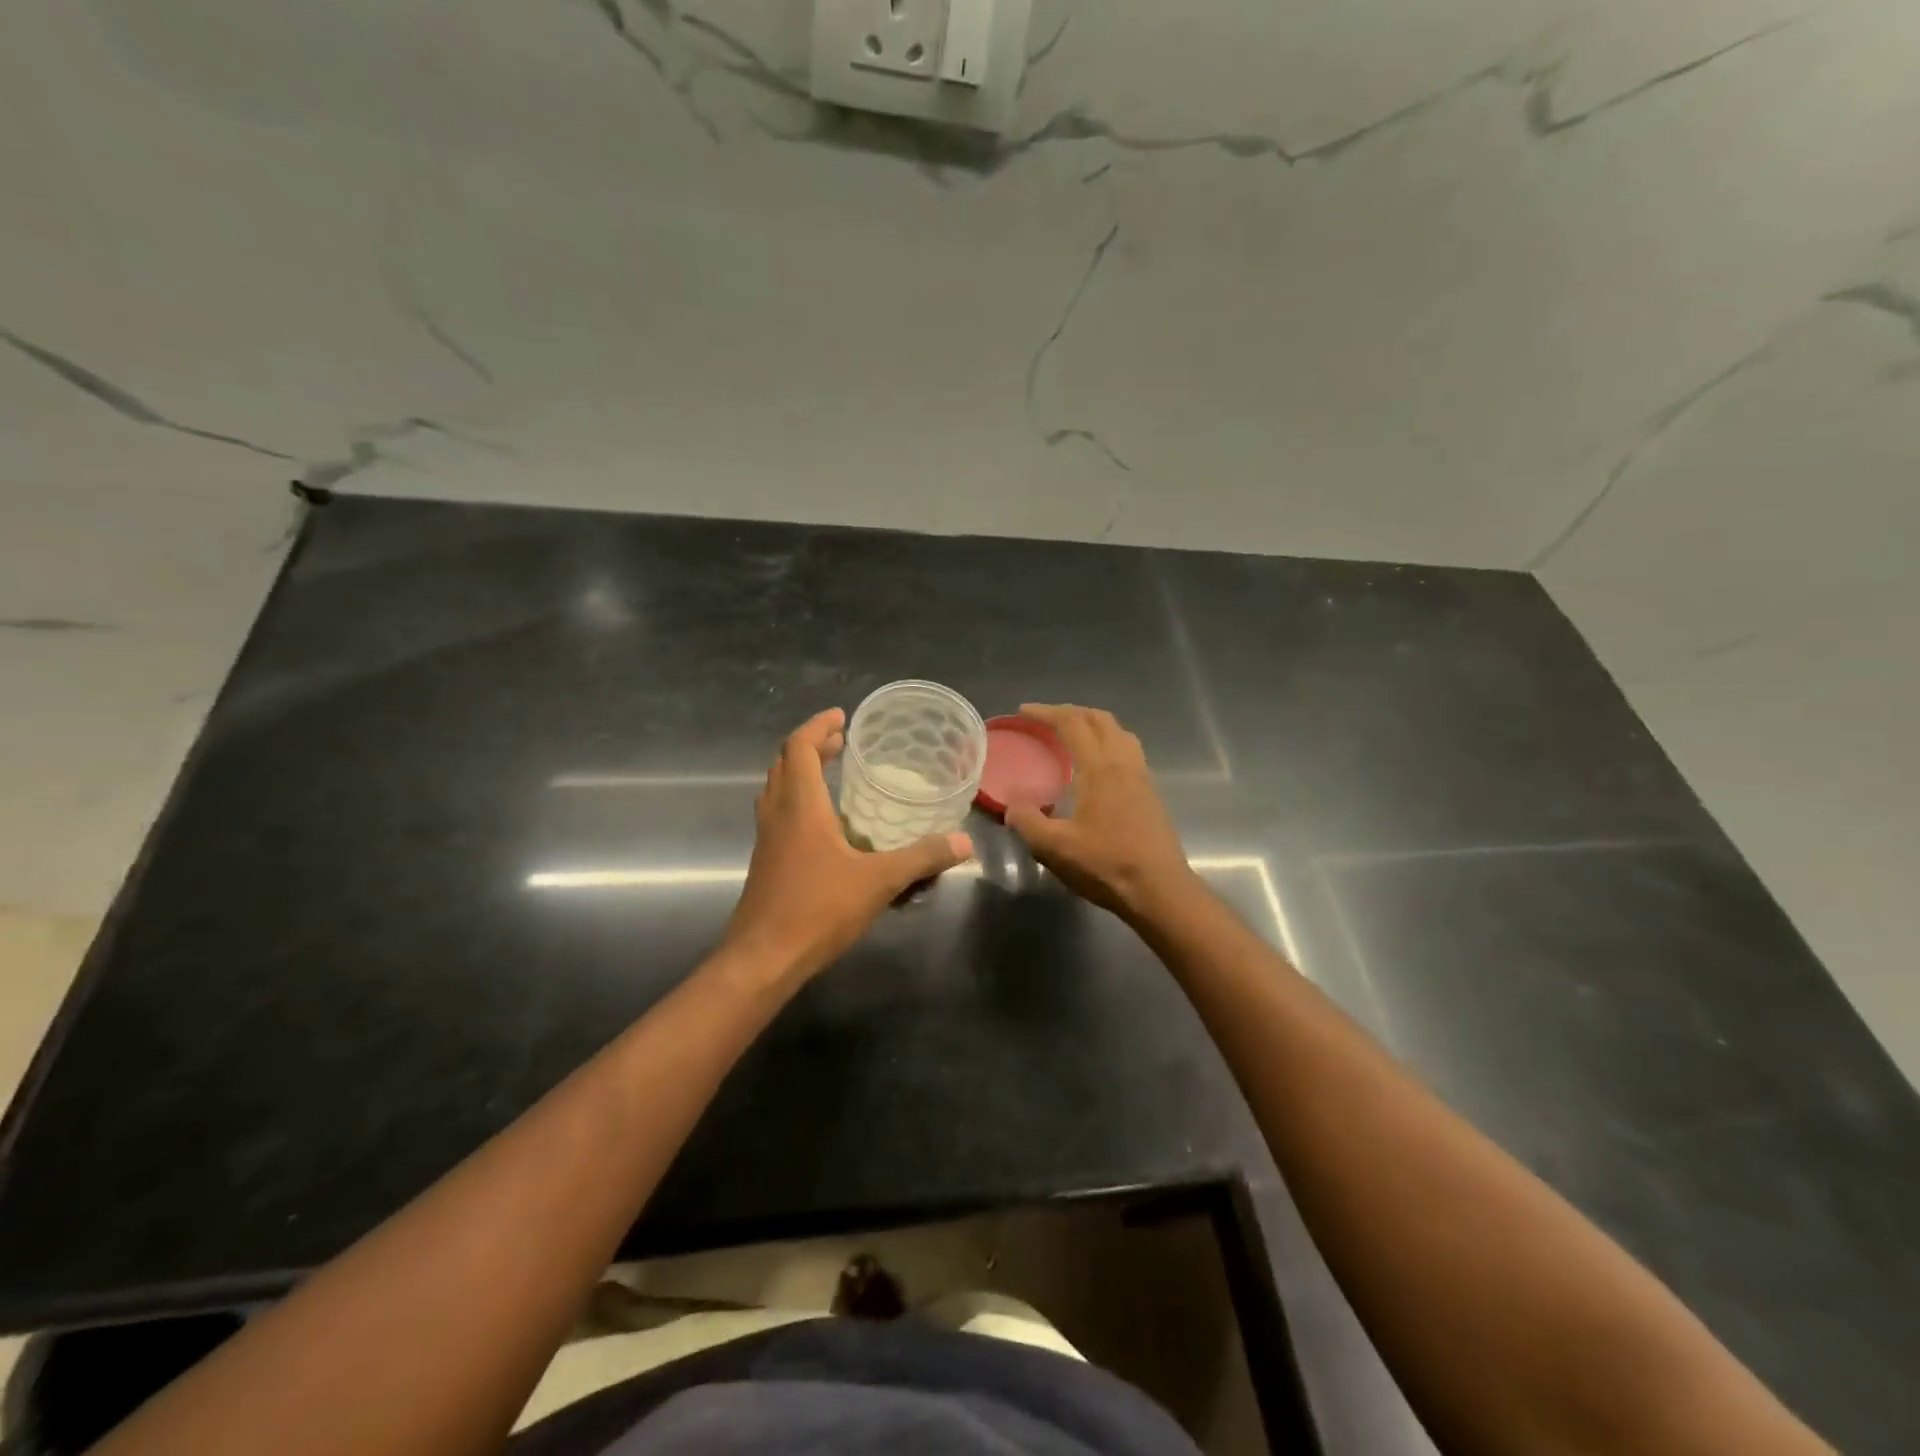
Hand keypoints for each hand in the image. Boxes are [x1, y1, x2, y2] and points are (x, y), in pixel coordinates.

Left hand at [723, 708, 972, 981]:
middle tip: (841, 742)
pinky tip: (824, 827)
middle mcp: (777, 815)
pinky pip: (778, 815)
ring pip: (776, 790)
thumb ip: (922, 858)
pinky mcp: (765, 863)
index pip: (798, 748)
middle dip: (810, 746)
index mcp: (800, 806)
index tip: (841, 717)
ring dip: (799, 773)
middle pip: (784, 764)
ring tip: (831, 773)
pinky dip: (797, 802)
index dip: (817, 726)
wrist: (763, 959)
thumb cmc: (817, 909)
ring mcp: (767, 840)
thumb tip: (964, 841)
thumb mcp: (879, 881)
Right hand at [1006, 704, 1198, 923]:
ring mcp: (1142, 777)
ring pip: (1119, 733)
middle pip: (1100, 720)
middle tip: (1046, 719)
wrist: (1160, 890)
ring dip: (1094, 725)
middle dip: (1071, 712)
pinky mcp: (1151, 794)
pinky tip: (1096, 768)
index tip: (1023, 712)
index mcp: (1100, 768)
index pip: (1072, 724)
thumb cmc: (1106, 866)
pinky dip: (1108, 743)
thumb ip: (1028, 822)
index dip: (1046, 713)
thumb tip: (1012, 807)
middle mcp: (1124, 763)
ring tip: (1073, 736)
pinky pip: (1128, 751)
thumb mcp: (1055, 848)